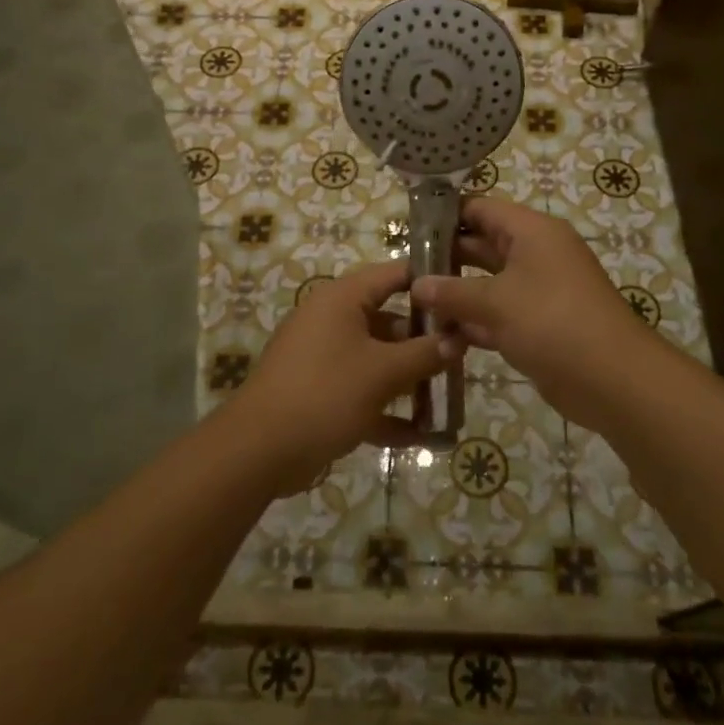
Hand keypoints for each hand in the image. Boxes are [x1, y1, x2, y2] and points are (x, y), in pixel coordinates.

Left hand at [231, 259, 453, 492]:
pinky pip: (361, 390)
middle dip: (425, 338)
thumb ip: (425, 354)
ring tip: (449, 391)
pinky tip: (421, 433)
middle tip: (464, 351)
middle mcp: (331, 320)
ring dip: (409, 376)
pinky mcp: (319, 391)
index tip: (464, 293)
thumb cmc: (325, 394)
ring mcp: (323, 357)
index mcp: (342, 299)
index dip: (430, 280)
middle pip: (388, 318)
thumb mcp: (383, 373)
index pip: (394, 274)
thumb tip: (459, 340)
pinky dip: (387, 407)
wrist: (258, 450)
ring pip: (377, 357)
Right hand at [410, 196, 647, 423]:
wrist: (612, 379)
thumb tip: (416, 284)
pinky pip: (497, 315)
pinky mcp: (537, 325)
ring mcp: (537, 292)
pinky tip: (440, 337)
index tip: (408, 228)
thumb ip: (452, 292)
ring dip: (455, 296)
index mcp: (532, 232)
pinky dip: (472, 324)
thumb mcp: (496, 302)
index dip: (446, 215)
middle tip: (403, 271)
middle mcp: (535, 254)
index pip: (482, 209)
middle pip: (482, 246)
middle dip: (445, 259)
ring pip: (487, 284)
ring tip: (413, 305)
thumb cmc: (551, 321)